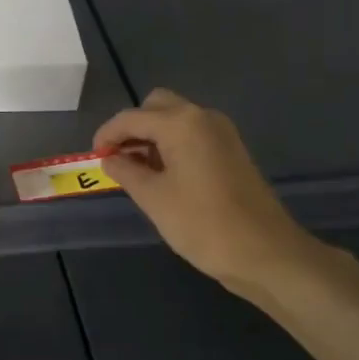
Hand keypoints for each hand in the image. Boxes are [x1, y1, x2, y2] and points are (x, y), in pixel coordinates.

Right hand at [94, 89, 332, 299]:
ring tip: (137, 171)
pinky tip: (164, 176)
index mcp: (181, 123)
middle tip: (118, 158)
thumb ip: (126, 171)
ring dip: (153, 136)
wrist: (265, 253)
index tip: (94, 157)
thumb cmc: (202, 223)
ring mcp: (222, 133)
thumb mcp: (153, 198)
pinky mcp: (232, 151)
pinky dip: (173, 145)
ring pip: (177, 119)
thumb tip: (110, 158)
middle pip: (157, 106)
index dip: (107, 134)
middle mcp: (202, 117)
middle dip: (133, 127)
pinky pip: (193, 135)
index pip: (131, 117)